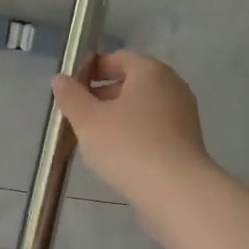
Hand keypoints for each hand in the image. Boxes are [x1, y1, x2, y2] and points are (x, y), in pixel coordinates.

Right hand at [52, 50, 214, 204]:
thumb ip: (71, 96)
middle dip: (104, 94)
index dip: (92, 69)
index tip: (72, 88)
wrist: (176, 191)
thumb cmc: (128, 146)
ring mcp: (184, 114)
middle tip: (79, 114)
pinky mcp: (187, 141)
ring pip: (144, 107)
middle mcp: (172, 86)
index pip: (118, 58)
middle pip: (133, 82)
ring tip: (94, 137)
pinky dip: (136, 133)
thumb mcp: (88, 120)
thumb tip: (61, 79)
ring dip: (119, 116)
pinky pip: (155, 128)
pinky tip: (119, 155)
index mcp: (151, 71)